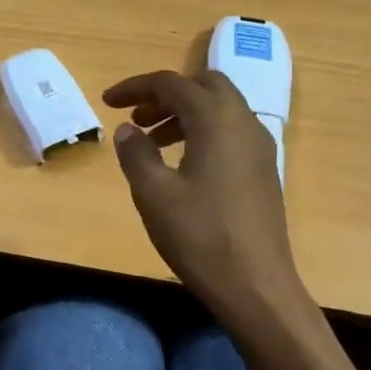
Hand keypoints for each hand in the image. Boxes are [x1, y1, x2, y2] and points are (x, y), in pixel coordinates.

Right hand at [103, 69, 306, 330]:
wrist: (256, 286)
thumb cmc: (200, 236)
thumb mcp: (154, 194)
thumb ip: (136, 153)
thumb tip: (127, 129)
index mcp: (216, 119)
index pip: (172, 84)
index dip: (135, 87)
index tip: (107, 101)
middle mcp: (243, 121)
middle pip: (203, 85)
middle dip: (165, 94)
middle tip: (136, 117)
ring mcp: (259, 146)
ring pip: (219, 108)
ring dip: (183, 113)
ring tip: (151, 141)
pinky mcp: (263, 169)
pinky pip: (230, 131)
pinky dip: (203, 131)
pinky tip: (181, 163)